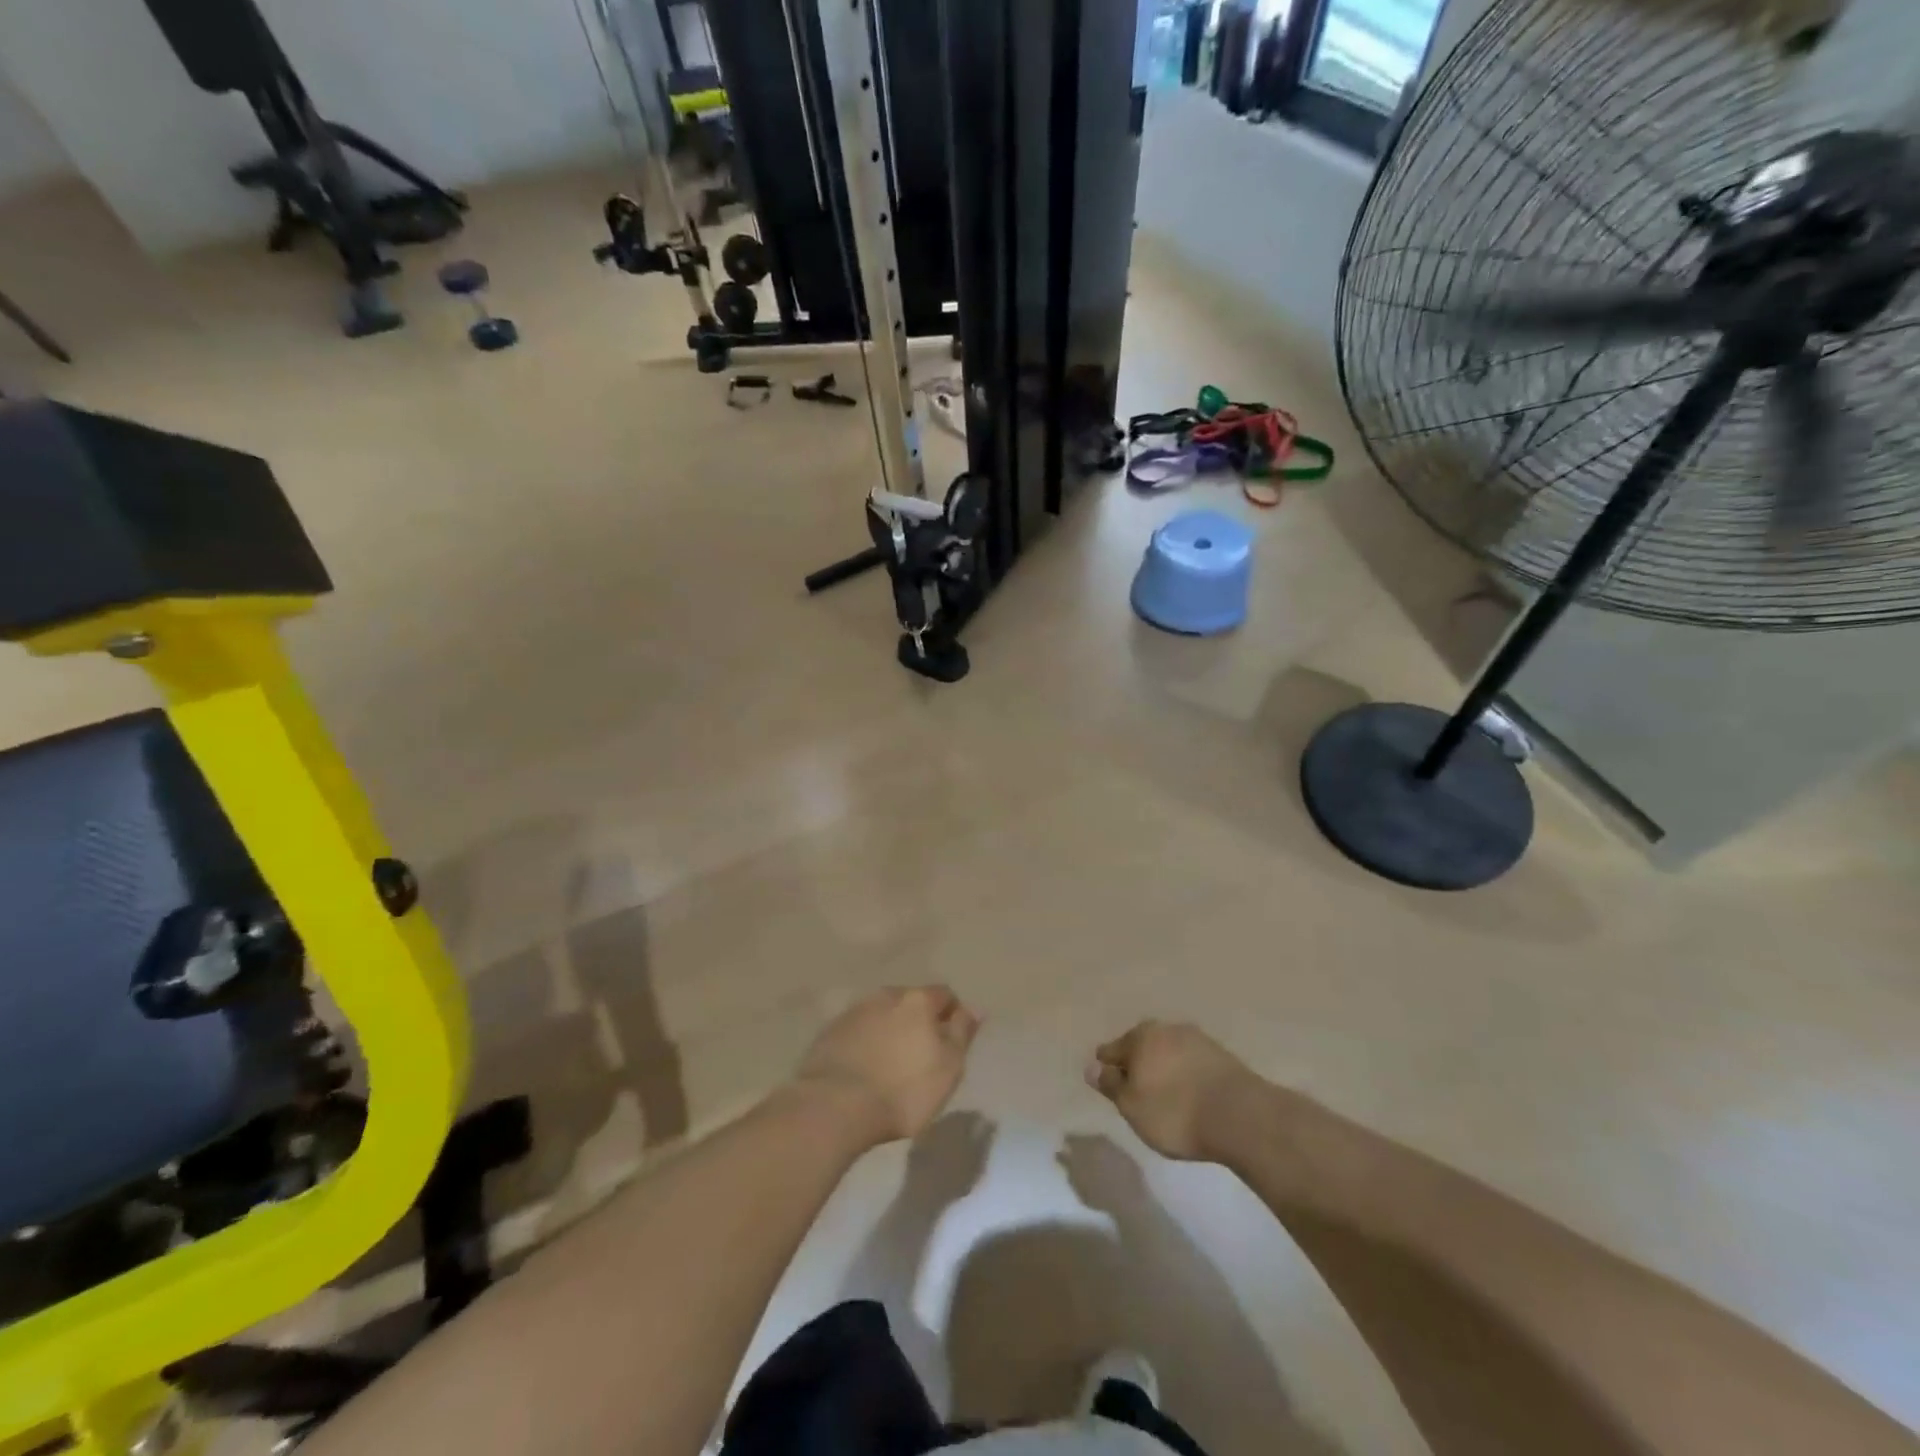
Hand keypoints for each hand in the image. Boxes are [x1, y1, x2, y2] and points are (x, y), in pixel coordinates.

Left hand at [791, 986, 980, 1147]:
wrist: (834, 1106)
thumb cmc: (903, 1090)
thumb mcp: (948, 1067)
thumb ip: (962, 1033)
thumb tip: (974, 1008)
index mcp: (917, 1000)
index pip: (944, 995)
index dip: (952, 1015)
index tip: (952, 1043)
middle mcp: (886, 996)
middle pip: (911, 1002)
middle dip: (918, 1021)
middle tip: (921, 1054)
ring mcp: (854, 1011)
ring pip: (882, 1014)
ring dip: (891, 1030)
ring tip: (892, 1062)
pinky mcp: (830, 1032)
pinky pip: (858, 1030)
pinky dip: (866, 1042)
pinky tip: (865, 1067)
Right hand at [1086, 1021, 1260, 1161]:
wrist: (1240, 1116)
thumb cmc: (1175, 1112)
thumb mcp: (1132, 1106)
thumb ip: (1111, 1085)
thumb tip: (1092, 1067)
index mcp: (1139, 1037)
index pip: (1112, 1049)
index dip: (1106, 1066)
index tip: (1106, 1081)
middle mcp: (1166, 1029)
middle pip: (1142, 1044)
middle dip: (1136, 1061)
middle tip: (1134, 1086)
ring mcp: (1197, 1039)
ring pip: (1169, 1050)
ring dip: (1163, 1065)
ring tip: (1163, 1091)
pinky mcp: (1222, 1056)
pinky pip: (1192, 1061)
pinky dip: (1185, 1073)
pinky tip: (1188, 1091)